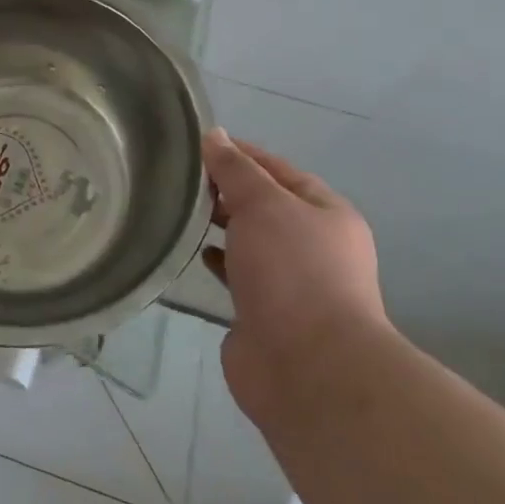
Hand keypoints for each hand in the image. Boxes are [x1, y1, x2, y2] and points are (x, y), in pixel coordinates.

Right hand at [199, 129, 388, 424]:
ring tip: (178, 210)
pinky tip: (193, 253)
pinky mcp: (265, 314)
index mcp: (326, 214)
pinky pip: (237, 275)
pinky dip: (217, 260)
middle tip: (179, 177)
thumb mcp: (263, 204)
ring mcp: (290, 283)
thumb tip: (215, 135)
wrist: (308, 368)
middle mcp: (313, 245)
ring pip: (249, 241)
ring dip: (220, 225)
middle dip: (226, 190)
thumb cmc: (292, 272)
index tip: (196, 144)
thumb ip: (235, 169)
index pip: (277, 169)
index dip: (239, 153)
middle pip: (264, 205)